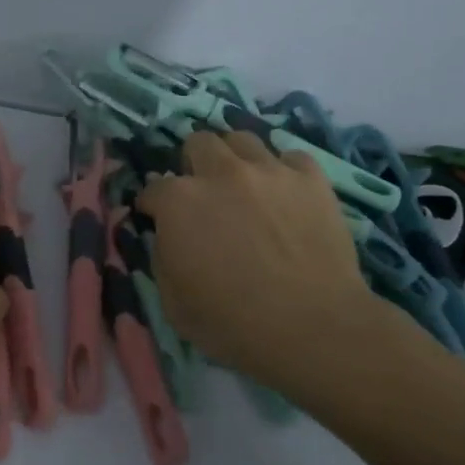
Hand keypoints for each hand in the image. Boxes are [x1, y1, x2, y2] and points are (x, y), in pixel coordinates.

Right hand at [138, 131, 373, 385]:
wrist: (312, 326)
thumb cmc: (233, 323)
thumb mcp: (173, 302)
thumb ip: (162, 257)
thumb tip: (165, 236)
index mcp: (180, 202)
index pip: (153, 189)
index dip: (152, 205)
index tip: (156, 218)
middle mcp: (221, 173)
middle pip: (198, 143)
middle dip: (193, 164)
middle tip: (202, 193)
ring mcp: (269, 171)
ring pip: (243, 138)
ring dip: (234, 157)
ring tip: (242, 183)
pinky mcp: (311, 179)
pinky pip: (291, 158)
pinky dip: (282, 171)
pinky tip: (284, 193)